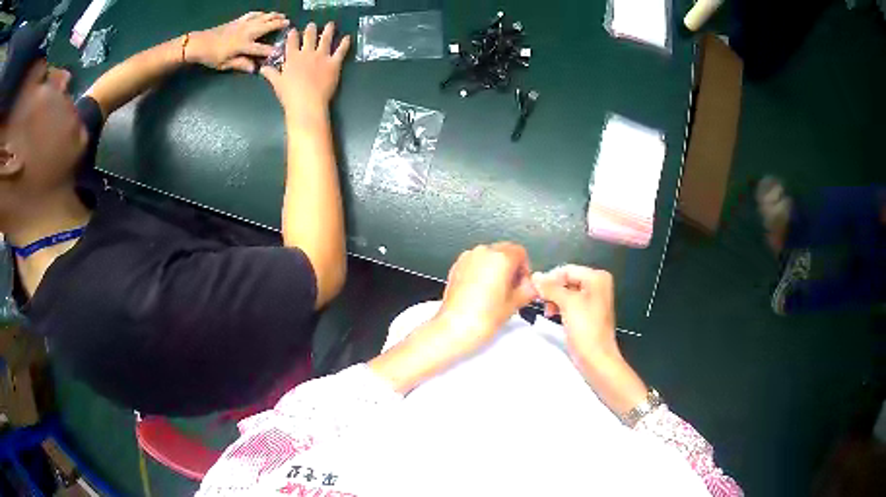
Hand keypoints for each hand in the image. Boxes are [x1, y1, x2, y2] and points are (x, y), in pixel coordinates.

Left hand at [187, 12, 288, 72]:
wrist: (199, 43)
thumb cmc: (211, 56)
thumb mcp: (224, 64)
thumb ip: (240, 64)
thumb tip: (254, 68)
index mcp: (243, 46)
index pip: (262, 49)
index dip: (272, 51)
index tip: (282, 52)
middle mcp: (246, 33)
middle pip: (266, 27)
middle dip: (278, 24)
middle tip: (288, 23)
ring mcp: (242, 25)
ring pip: (261, 18)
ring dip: (272, 16)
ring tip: (281, 15)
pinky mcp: (237, 21)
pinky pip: (252, 14)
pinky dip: (260, 13)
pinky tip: (264, 13)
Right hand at [260, 22, 350, 114]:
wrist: (307, 102)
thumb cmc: (289, 95)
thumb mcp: (277, 84)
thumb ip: (271, 74)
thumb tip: (262, 68)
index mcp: (292, 58)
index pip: (292, 43)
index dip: (292, 35)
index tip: (293, 30)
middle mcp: (307, 54)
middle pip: (309, 37)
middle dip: (310, 30)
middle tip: (312, 25)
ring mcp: (321, 57)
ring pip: (325, 39)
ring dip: (328, 31)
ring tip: (330, 24)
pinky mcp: (334, 63)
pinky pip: (340, 51)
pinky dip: (345, 43)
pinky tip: (347, 38)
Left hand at [430, 243, 537, 356]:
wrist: (456, 327)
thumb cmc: (481, 318)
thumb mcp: (515, 304)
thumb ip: (528, 290)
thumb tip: (531, 287)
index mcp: (501, 258)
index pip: (521, 252)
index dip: (525, 268)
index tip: (524, 282)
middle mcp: (483, 253)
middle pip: (504, 251)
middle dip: (511, 267)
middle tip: (513, 288)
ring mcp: (467, 258)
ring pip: (489, 256)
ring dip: (495, 269)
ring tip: (496, 292)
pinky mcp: (457, 266)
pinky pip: (475, 263)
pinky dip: (481, 272)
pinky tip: (482, 292)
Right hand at [532, 265, 619, 369]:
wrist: (596, 358)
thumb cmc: (585, 328)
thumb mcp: (567, 303)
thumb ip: (551, 287)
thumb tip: (535, 276)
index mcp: (597, 277)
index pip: (567, 270)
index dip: (550, 279)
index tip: (535, 292)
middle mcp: (598, 284)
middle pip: (567, 280)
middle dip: (552, 290)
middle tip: (541, 302)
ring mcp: (594, 299)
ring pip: (567, 292)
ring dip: (554, 299)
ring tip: (547, 312)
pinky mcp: (588, 313)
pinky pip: (570, 303)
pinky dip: (560, 307)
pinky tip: (553, 315)